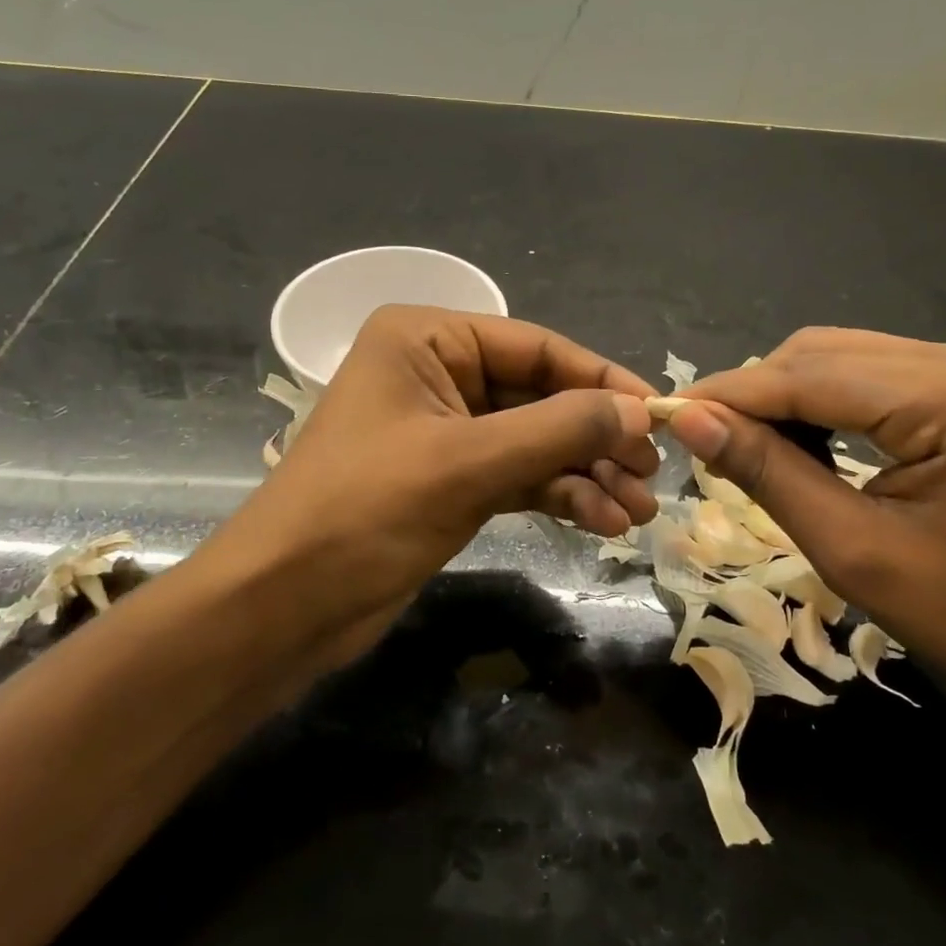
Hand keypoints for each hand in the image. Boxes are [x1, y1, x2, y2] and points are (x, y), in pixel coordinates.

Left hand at [209, 305, 660, 664]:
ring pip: (535, 439)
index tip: (661, 415)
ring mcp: (445, 429)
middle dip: (596, 436)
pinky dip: (559, 495)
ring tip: (638, 512)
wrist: (284, 605)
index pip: (536, 346)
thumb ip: (558, 429)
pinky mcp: (450, 479)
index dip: (601, 380)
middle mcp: (438, 373)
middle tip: (652, 474)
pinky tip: (602, 522)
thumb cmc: (365, 512)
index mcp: (427, 340)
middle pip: (540, 394)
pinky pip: (519, 474)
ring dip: (586, 472)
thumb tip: (639, 411)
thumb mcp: (468, 463)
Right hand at [665, 328, 945, 710]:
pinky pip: (864, 374)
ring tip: (745, 446)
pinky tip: (798, 440)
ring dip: (782, 396)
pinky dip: (817, 401)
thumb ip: (769, 474)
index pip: (809, 376)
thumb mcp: (853, 551)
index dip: (730, 395)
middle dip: (754, 395)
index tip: (664, 414)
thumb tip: (690, 420)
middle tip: (703, 442)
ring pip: (836, 357)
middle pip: (820, 354)